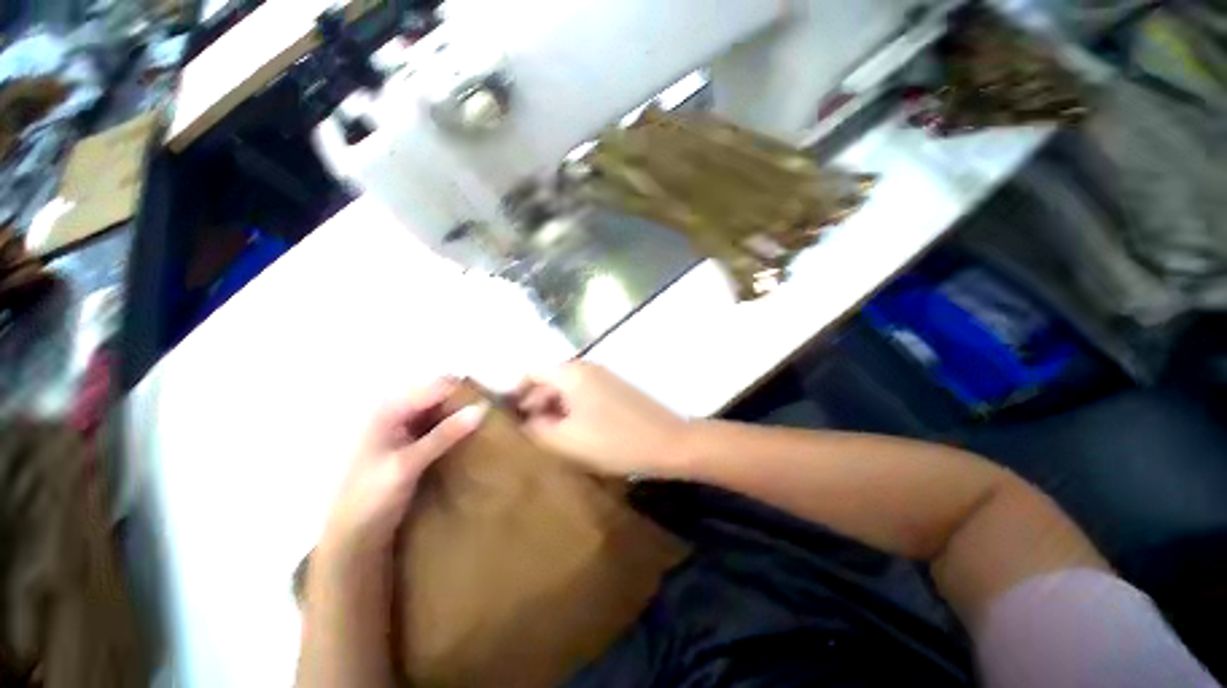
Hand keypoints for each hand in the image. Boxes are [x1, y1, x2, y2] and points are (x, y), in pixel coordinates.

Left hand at [318, 378, 486, 563]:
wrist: (354, 536)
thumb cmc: (372, 497)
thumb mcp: (409, 464)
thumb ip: (446, 434)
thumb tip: (483, 407)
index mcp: (390, 409)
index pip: (438, 386)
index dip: (465, 391)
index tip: (494, 402)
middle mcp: (399, 411)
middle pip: (442, 395)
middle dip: (467, 401)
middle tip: (496, 414)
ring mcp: (408, 427)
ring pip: (445, 410)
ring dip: (465, 415)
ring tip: (492, 424)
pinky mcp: (416, 442)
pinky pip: (443, 425)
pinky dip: (459, 428)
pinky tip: (475, 436)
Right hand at [513, 362, 690, 477]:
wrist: (668, 442)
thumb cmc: (614, 440)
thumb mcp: (567, 439)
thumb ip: (537, 428)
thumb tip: (523, 421)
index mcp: (572, 372)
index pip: (532, 373)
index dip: (515, 393)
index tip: (506, 419)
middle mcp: (587, 368)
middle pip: (549, 380)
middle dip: (534, 404)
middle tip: (524, 435)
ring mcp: (604, 378)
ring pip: (567, 390)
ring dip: (553, 410)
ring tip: (545, 438)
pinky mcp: (615, 391)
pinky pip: (584, 396)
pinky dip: (571, 411)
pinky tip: (571, 433)